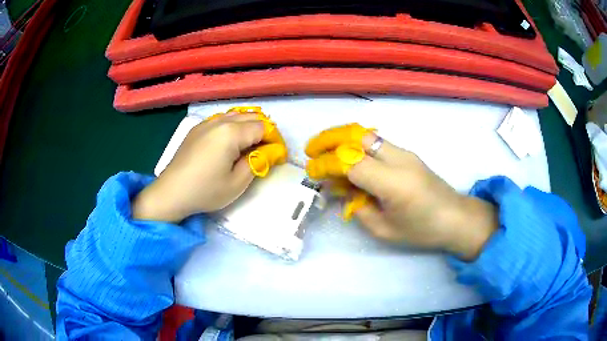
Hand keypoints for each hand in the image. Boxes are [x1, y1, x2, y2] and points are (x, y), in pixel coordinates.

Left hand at [132, 112, 264, 222]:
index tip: (277, 155)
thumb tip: (268, 151)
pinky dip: (233, 126)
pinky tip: (229, 143)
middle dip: (264, 130)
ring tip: (250, 146)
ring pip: (236, 115)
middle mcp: (220, 121)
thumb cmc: (206, 191)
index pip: (263, 127)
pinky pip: (221, 120)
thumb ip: (257, 162)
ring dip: (248, 126)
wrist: (172, 192)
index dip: (274, 139)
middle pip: (251, 116)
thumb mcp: (237, 183)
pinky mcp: (197, 129)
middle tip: (266, 151)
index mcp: (231, 133)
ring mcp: (206, 123)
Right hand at [306, 125, 498, 260]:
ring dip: (341, 138)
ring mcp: (404, 152)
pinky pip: (375, 142)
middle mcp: (398, 159)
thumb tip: (340, 188)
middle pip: (356, 136)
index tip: (312, 172)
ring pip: (366, 134)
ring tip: (323, 150)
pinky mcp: (407, 153)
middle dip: (328, 139)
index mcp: (393, 182)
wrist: (456, 217)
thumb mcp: (384, 230)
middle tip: (311, 150)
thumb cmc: (422, 230)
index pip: (350, 162)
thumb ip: (358, 206)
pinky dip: (355, 145)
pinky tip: (347, 157)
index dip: (326, 165)